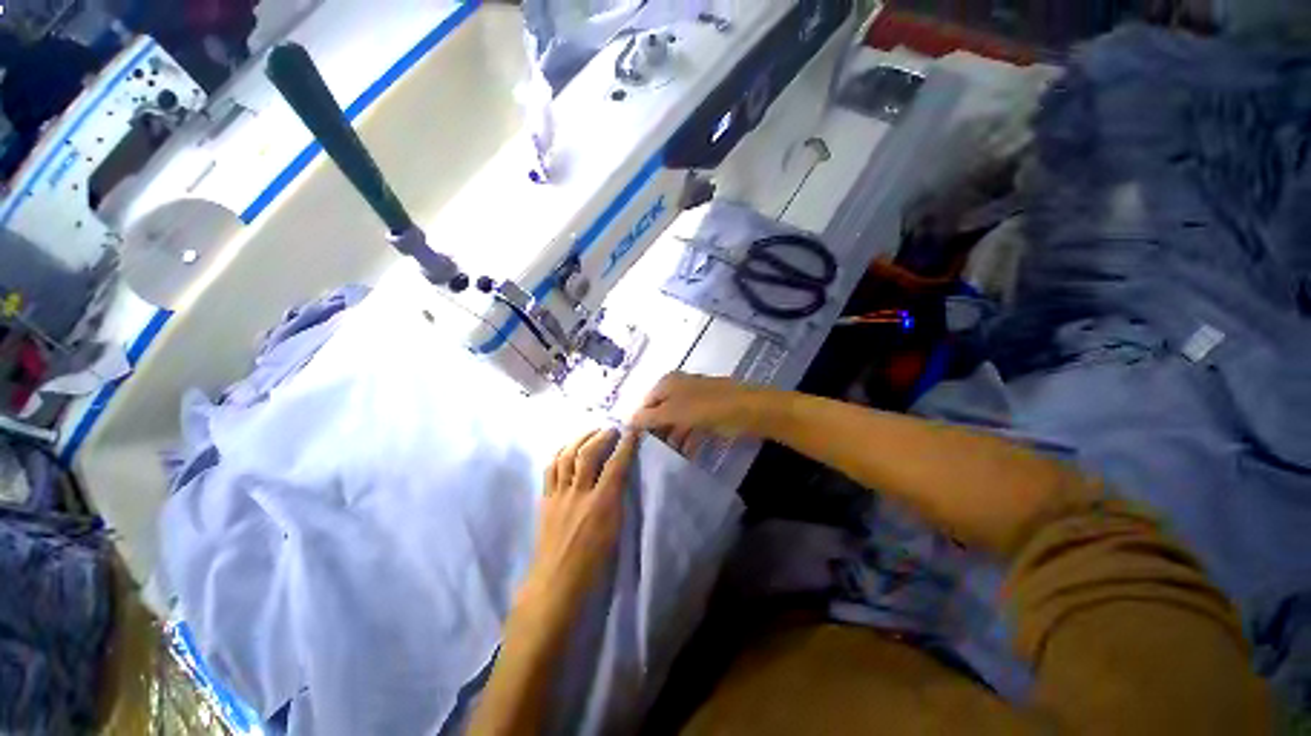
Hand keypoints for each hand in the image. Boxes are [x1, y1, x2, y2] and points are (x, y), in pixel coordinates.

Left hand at [517, 428, 637, 624]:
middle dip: (601, 436)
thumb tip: (619, 475)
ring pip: (566, 456)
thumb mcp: (615, 530)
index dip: (626, 445)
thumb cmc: (593, 562)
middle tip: (611, 429)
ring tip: (590, 432)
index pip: (616, 465)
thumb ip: (617, 499)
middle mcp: (579, 493)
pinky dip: (560, 453)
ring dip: (579, 439)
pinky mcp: (546, 499)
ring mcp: (559, 495)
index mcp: (601, 504)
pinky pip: (550, 468)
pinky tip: (567, 448)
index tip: (632, 431)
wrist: (556, 581)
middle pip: (588, 453)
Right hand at [630, 373, 773, 455]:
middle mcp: (679, 389)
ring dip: (671, 438)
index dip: (639, 421)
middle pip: (661, 412)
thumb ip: (649, 417)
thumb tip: (627, 422)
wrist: (748, 410)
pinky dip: (687, 440)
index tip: (634, 443)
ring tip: (665, 458)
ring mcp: (695, 401)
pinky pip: (691, 428)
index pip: (645, 402)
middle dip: (656, 432)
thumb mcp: (673, 412)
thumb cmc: (706, 407)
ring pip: (676, 421)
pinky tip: (684, 455)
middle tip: (649, 453)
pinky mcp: (708, 414)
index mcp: (668, 383)